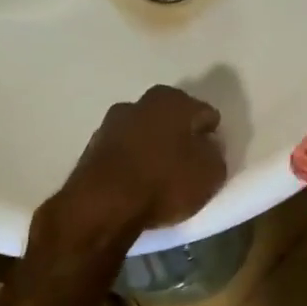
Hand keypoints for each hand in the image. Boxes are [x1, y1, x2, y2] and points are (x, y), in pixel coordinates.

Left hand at [39, 85, 226, 250]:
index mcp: (174, 100)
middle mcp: (141, 102)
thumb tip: (206, 147)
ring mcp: (112, 123)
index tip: (211, 158)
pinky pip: (124, 152)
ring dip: (153, 148)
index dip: (211, 136)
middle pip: (171, 119)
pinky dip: (132, 162)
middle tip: (188, 166)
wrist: (102, 205)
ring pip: (144, 133)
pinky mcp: (92, 147)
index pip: (204, 114)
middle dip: (180, 137)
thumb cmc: (164, 182)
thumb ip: (214, 154)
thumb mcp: (210, 174)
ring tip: (160, 178)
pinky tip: (136, 183)